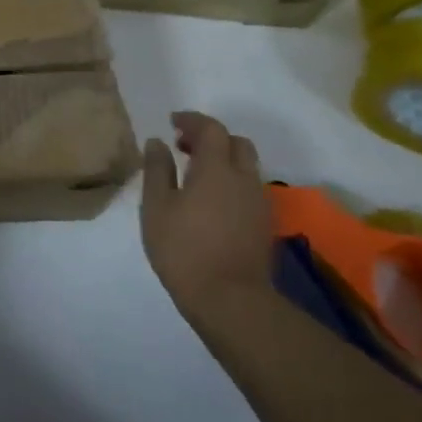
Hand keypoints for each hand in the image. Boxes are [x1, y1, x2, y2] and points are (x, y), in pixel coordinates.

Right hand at [141, 112, 275, 317]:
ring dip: (223, 161)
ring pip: (246, 167)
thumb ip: (157, 169)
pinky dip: (231, 182)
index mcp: (216, 168)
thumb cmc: (184, 248)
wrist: (231, 300)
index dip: (192, 120)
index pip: (211, 129)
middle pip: (236, 143)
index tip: (172, 123)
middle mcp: (244, 179)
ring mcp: (259, 203)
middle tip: (184, 148)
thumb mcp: (157, 206)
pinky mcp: (264, 225)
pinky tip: (211, 202)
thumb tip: (158, 142)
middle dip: (212, 138)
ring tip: (195, 176)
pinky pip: (249, 189)